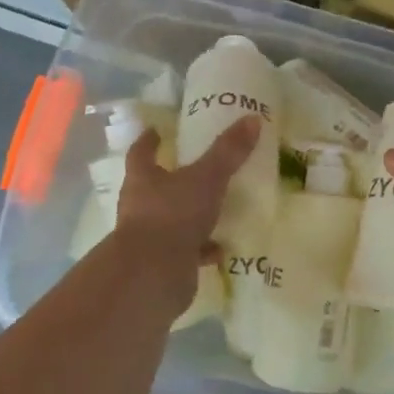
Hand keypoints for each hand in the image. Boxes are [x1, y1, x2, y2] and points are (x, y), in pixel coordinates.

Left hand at [112, 116, 259, 286]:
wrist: (154, 275)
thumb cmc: (173, 215)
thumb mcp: (207, 178)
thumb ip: (228, 151)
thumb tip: (252, 119)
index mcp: (143, 179)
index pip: (141, 153)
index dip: (148, 141)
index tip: (156, 131)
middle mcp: (141, 206)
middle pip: (155, 186)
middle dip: (174, 179)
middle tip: (198, 168)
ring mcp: (150, 237)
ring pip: (172, 220)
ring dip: (191, 215)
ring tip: (217, 209)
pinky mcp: (164, 263)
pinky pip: (187, 250)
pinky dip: (203, 248)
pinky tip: (222, 247)